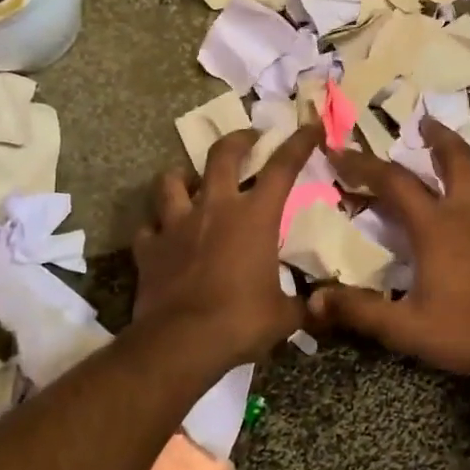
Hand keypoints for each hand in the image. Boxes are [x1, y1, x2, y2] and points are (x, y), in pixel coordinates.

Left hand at [134, 125, 319, 371]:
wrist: (181, 342)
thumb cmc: (241, 321)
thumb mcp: (284, 315)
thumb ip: (302, 304)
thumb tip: (320, 307)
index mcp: (254, 217)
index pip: (282, 167)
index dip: (299, 142)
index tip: (311, 126)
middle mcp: (214, 208)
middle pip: (222, 155)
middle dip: (238, 140)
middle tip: (248, 138)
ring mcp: (176, 225)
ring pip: (171, 181)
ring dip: (183, 177)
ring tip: (191, 182)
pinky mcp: (149, 248)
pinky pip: (149, 227)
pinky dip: (157, 227)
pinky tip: (162, 235)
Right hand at [309, 118, 469, 382]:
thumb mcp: (407, 328)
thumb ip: (361, 311)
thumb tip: (313, 300)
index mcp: (437, 225)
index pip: (393, 182)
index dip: (363, 164)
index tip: (340, 150)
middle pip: (456, 157)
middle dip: (437, 137)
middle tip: (426, 124)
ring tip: (466, 183)